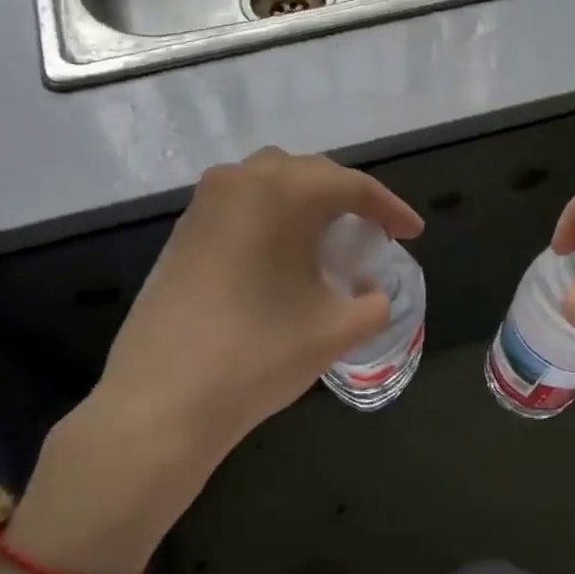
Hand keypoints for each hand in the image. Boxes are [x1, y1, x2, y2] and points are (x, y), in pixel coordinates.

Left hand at [10, 148, 422, 573]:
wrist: (161, 400)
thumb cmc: (259, 355)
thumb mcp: (336, 331)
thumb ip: (373, 304)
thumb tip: (371, 291)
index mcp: (284, 192)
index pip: (353, 187)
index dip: (390, 209)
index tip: (412, 233)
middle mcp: (241, 181)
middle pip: (310, 174)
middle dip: (348, 198)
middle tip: (373, 232)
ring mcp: (205, 204)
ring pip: (270, 182)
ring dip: (305, 202)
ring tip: (328, 239)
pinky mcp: (182, 231)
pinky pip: (240, 205)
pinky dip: (271, 217)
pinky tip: (280, 255)